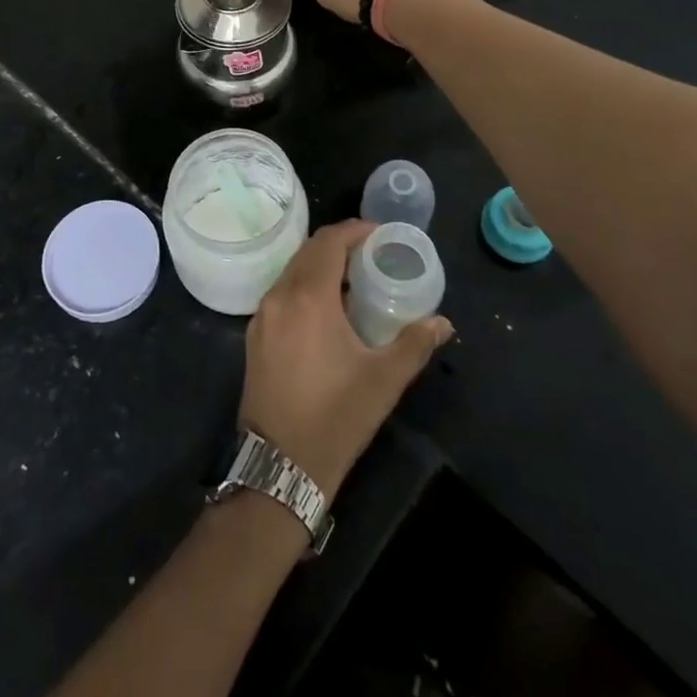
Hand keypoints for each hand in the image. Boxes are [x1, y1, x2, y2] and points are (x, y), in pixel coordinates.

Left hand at [240, 220, 453, 494]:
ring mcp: (262, 315)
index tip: (381, 235)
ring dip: (320, 265)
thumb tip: (442, 322)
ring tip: (353, 278)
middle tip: (372, 253)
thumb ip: (414, 344)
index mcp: (308, 297)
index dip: (356, 231)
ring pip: (292, 270)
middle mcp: (279, 295)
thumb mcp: (383, 381)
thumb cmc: (335, 418)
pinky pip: (282, 292)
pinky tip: (327, 307)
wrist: (279, 466)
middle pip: (309, 251)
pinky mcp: (255, 335)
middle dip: (340, 245)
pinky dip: (304, 285)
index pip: (329, 242)